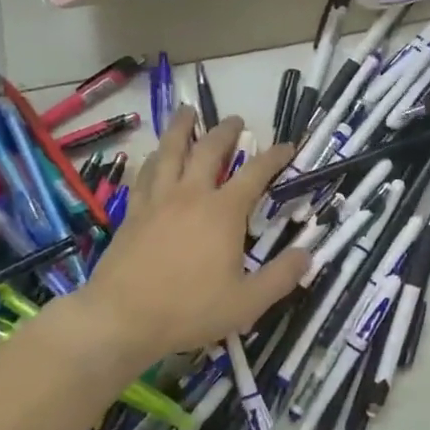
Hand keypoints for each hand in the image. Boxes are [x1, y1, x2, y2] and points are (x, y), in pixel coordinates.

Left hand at [80, 107, 308, 364]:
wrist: (122, 318)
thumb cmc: (189, 310)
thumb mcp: (247, 302)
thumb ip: (281, 277)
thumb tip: (308, 254)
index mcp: (223, 212)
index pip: (255, 173)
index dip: (274, 156)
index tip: (288, 146)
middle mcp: (191, 195)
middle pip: (209, 150)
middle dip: (226, 131)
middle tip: (236, 120)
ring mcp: (158, 200)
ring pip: (170, 151)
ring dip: (181, 128)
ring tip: (187, 112)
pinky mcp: (134, 212)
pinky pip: (145, 174)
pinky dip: (154, 158)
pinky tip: (154, 156)